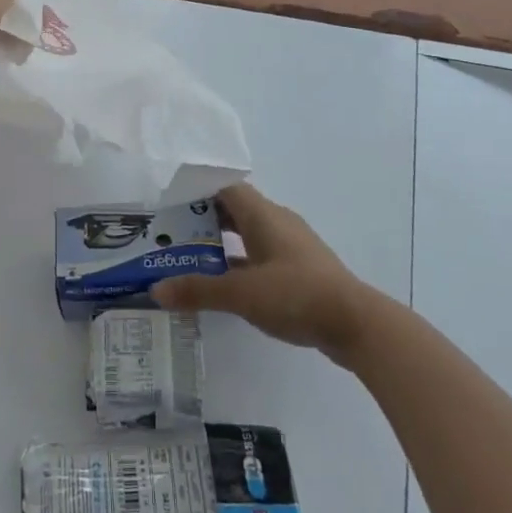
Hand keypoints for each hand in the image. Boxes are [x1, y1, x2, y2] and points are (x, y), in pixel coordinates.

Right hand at [151, 184, 377, 363]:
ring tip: (188, 259)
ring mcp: (291, 248)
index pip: (225, 188)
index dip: (197, 191)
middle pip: (234, 210)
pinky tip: (222, 285)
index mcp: (264, 215)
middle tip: (170, 234)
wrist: (356, 324)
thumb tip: (155, 289)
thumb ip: (198, 290)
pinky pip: (260, 257)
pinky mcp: (299, 271)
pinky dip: (239, 265)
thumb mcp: (241, 293)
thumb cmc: (297, 294)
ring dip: (220, 244)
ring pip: (247, 236)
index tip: (169, 203)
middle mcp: (277, 223)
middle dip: (202, 220)